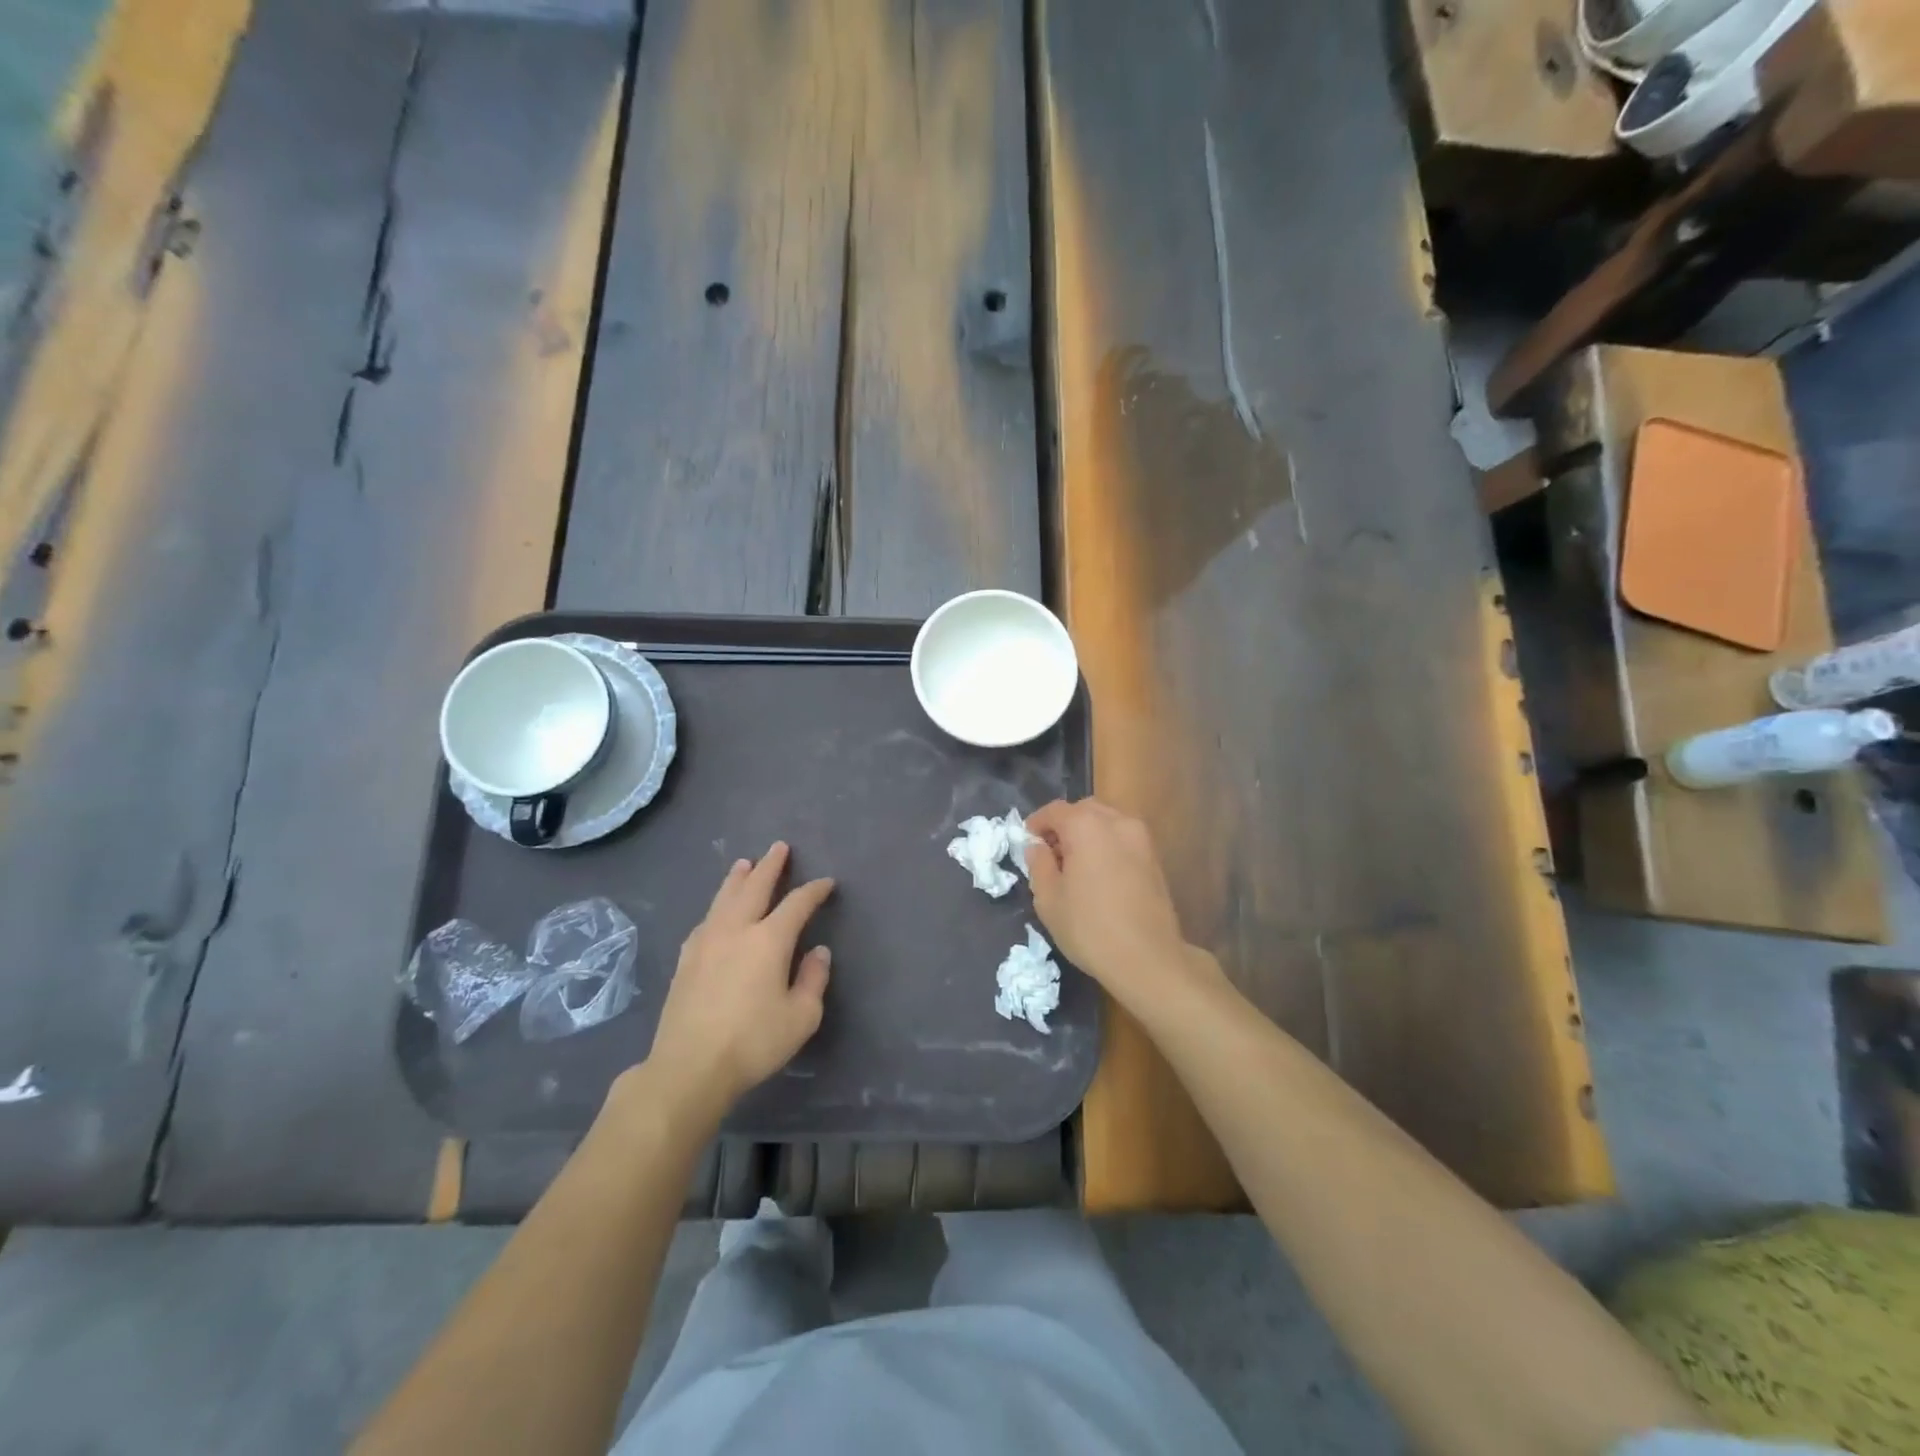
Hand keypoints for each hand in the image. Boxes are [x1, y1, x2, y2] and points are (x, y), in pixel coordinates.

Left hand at [644, 843, 834, 1121]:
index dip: (814, 890)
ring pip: (724, 897)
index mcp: (769, 939)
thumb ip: (813, 979)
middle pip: (755, 886)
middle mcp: (737, 929)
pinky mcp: (687, 958)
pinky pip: (706, 919)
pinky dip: (717, 906)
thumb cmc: (753, 1042)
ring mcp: (707, 941)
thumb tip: (818, 952)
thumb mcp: (801, 1017)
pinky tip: (716, 910)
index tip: (826, 883)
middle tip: (779, 847)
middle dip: (770, 865)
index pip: (797, 904)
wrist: (689, 1066)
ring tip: (744, 863)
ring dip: (738, 878)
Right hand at [1024, 798, 1220, 1017]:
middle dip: (1064, 824)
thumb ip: (1039, 864)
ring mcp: (1141, 838)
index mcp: (1086, 826)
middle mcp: (1117, 821)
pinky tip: (1099, 874)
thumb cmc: (1090, 928)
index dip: (1036, 823)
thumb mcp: (1049, 899)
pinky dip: (1107, 844)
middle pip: (1084, 809)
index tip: (1027, 843)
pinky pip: (1123, 838)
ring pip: (1107, 821)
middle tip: (1050, 853)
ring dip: (1087, 833)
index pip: (1055, 810)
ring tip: (1075, 864)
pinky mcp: (1155, 857)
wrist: (1148, 959)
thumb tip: (1037, 847)